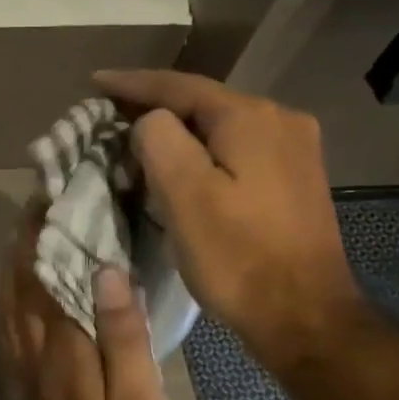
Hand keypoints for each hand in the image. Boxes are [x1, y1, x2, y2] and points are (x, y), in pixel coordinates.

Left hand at [0, 214, 193, 399]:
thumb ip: (121, 336)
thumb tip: (104, 271)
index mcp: (61, 357)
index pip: (45, 280)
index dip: (46, 236)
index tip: (52, 195)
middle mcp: (34, 362)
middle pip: (19, 291)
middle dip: (24, 245)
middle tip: (39, 206)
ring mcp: (29, 382)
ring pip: (10, 312)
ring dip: (15, 271)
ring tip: (29, 238)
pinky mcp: (35, 399)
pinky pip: (15, 336)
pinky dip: (16, 304)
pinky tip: (28, 297)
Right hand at [94, 69, 360, 368]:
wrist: (305, 316)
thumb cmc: (237, 257)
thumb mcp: (183, 195)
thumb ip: (159, 139)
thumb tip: (152, 122)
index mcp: (250, 117)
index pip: (179, 86)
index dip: (132, 83)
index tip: (94, 82)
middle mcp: (280, 120)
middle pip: (203, 103)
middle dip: (154, 107)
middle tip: (110, 114)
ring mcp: (294, 150)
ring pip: (221, 128)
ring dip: (179, 132)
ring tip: (137, 139)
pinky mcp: (295, 179)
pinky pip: (238, 150)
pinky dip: (203, 152)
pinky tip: (183, 165)